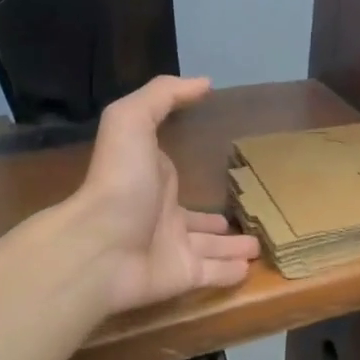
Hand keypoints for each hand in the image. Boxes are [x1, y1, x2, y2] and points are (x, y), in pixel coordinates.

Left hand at [74, 76, 261, 314]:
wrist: (100, 245)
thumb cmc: (119, 179)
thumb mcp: (132, 120)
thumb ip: (163, 96)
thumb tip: (203, 83)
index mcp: (155, 180)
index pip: (178, 175)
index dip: (194, 169)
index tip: (219, 165)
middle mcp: (164, 216)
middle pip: (198, 219)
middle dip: (218, 220)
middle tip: (249, 217)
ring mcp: (173, 248)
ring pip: (210, 249)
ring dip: (232, 247)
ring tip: (258, 246)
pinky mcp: (183, 277)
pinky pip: (213, 275)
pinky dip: (231, 274)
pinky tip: (250, 270)